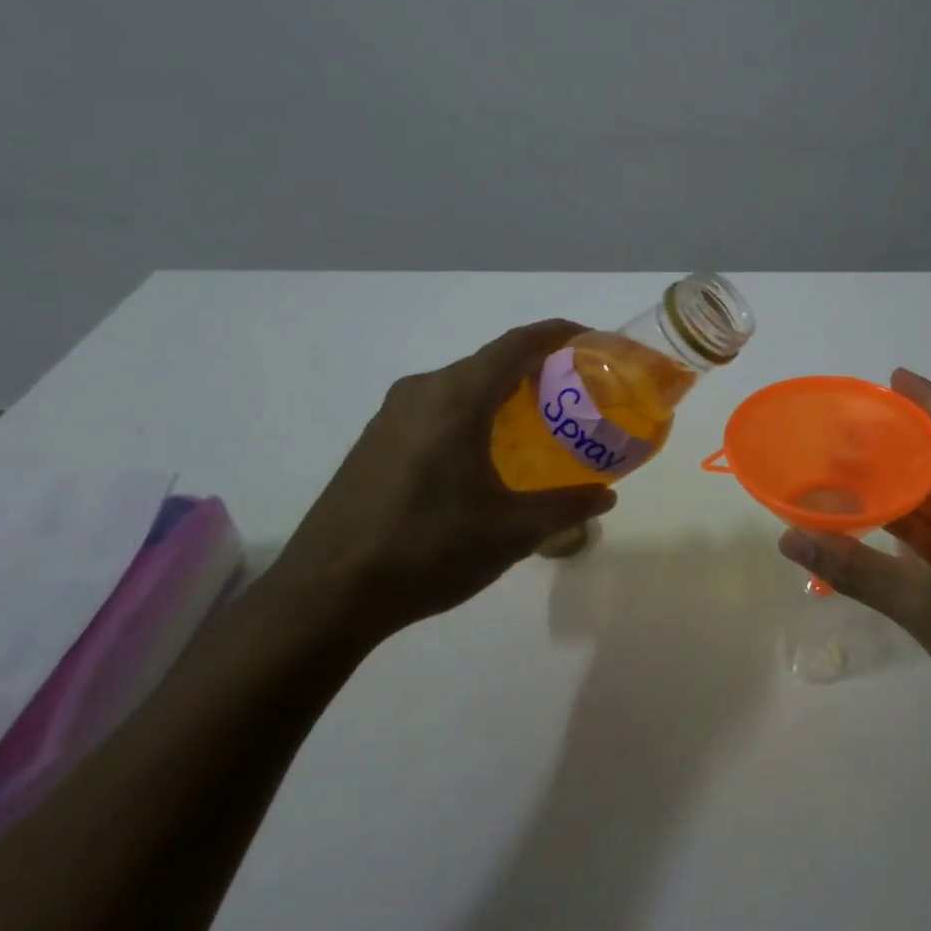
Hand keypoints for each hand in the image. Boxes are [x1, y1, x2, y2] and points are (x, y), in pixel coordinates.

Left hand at [267, 319, 617, 651]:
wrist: (324, 596)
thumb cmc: (427, 550)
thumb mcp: (511, 532)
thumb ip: (566, 507)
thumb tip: (605, 497)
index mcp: (455, 398)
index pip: (517, 344)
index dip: (558, 334)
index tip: (594, 340)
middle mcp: (422, 392)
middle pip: (490, 362)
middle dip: (537, 368)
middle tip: (576, 393)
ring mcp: (391, 416)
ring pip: (462, 387)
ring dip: (503, 393)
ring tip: (540, 423)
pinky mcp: (375, 442)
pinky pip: (437, 409)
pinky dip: (474, 414)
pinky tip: (488, 454)